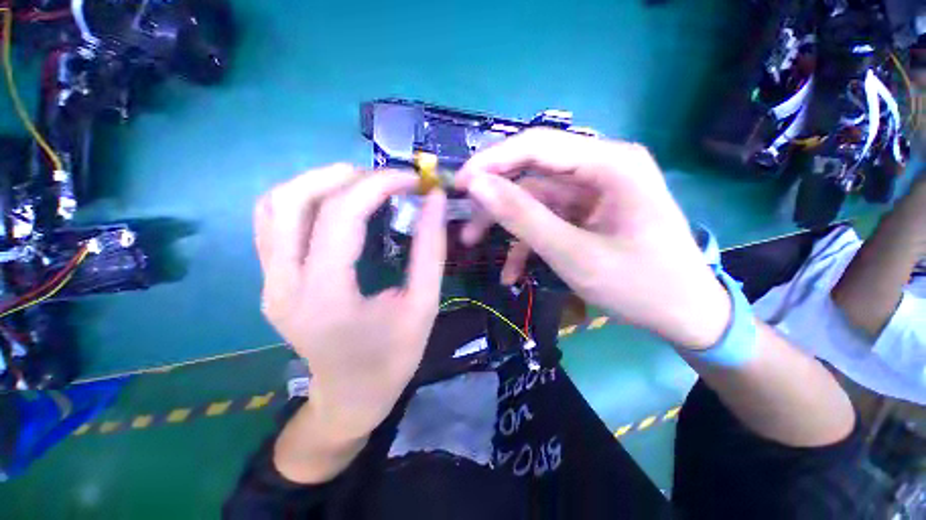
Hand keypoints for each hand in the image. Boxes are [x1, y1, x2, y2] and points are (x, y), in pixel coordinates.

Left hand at [255, 164, 445, 438]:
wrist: (351, 397)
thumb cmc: (393, 359)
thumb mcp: (424, 305)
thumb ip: (430, 249)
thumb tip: (434, 201)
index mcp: (326, 297)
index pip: (340, 216)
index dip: (378, 185)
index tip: (412, 179)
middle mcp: (284, 285)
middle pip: (294, 200)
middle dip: (346, 176)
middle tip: (387, 180)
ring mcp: (269, 282)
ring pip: (275, 205)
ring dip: (320, 181)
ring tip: (363, 185)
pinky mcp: (270, 281)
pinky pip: (272, 222)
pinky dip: (304, 198)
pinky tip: (337, 204)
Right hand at [455, 129, 730, 349]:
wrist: (684, 315)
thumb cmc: (640, 285)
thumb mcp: (574, 254)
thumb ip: (523, 217)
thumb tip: (478, 186)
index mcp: (609, 164)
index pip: (537, 146)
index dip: (492, 162)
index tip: (459, 184)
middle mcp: (600, 168)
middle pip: (532, 174)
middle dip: (495, 200)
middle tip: (466, 222)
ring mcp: (592, 192)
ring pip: (533, 199)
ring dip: (505, 225)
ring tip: (476, 245)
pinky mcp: (585, 213)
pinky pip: (546, 219)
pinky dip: (525, 242)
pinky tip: (512, 271)